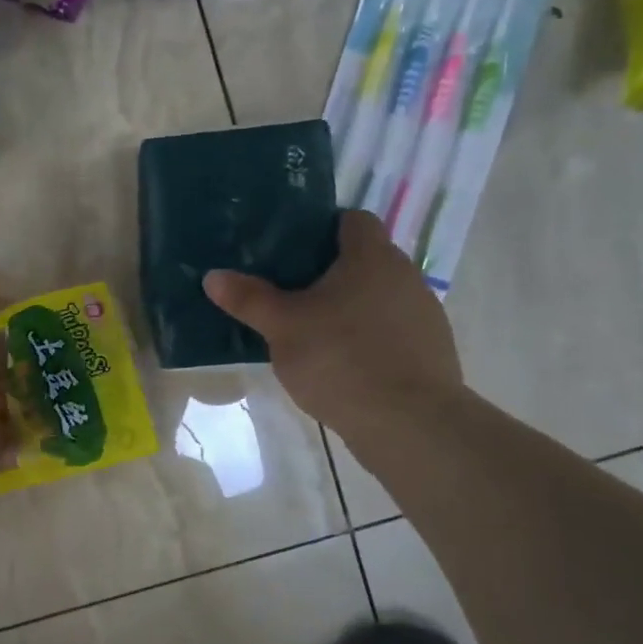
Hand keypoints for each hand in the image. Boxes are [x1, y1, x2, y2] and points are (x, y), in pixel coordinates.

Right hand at [202, 211, 463, 431]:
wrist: (409, 423)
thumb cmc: (340, 359)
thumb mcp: (282, 328)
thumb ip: (248, 298)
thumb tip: (212, 275)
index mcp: (371, 258)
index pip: (352, 220)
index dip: (321, 228)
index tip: (289, 250)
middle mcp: (405, 276)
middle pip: (364, 259)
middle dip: (327, 272)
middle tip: (287, 292)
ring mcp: (424, 314)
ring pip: (377, 296)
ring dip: (348, 306)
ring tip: (310, 330)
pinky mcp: (430, 350)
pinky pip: (390, 329)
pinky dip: (366, 336)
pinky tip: (340, 362)